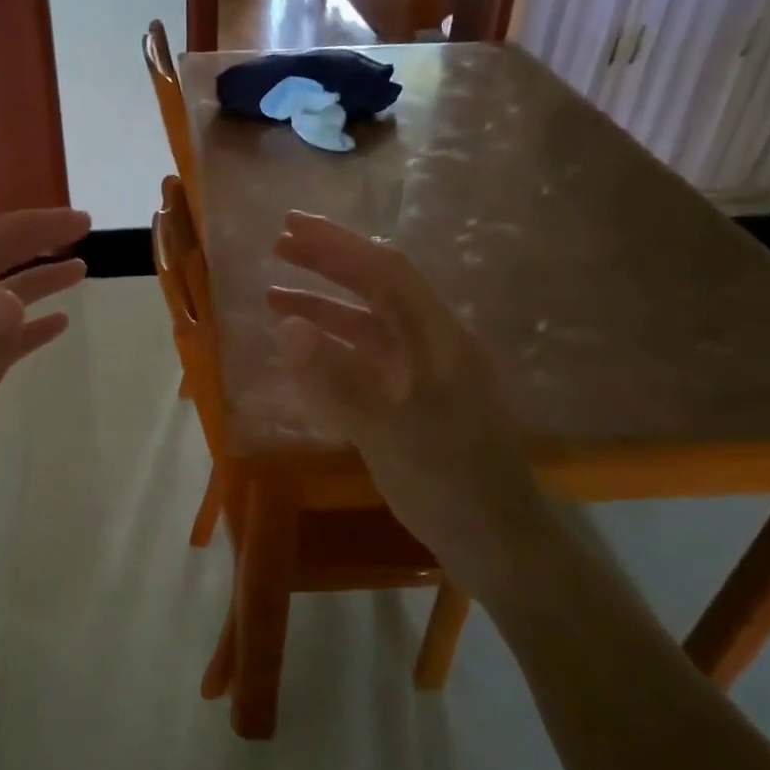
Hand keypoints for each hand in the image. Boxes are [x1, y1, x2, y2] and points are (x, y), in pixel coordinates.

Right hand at [267, 212, 549, 597]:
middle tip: (277, 247)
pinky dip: (333, 348)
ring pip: (369, 325)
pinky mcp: (413, 400)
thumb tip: (287, 326)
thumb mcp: (388, 432)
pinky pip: (368, 360)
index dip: (338, 244)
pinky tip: (303, 352)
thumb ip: (336, 379)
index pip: (385, 272)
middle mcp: (433, 344)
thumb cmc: (449, 483)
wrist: (496, 542)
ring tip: (273, 297)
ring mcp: (424, 373)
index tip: (291, 227)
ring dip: (324, 307)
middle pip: (377, 289)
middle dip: (328, 264)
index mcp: (439, 338)